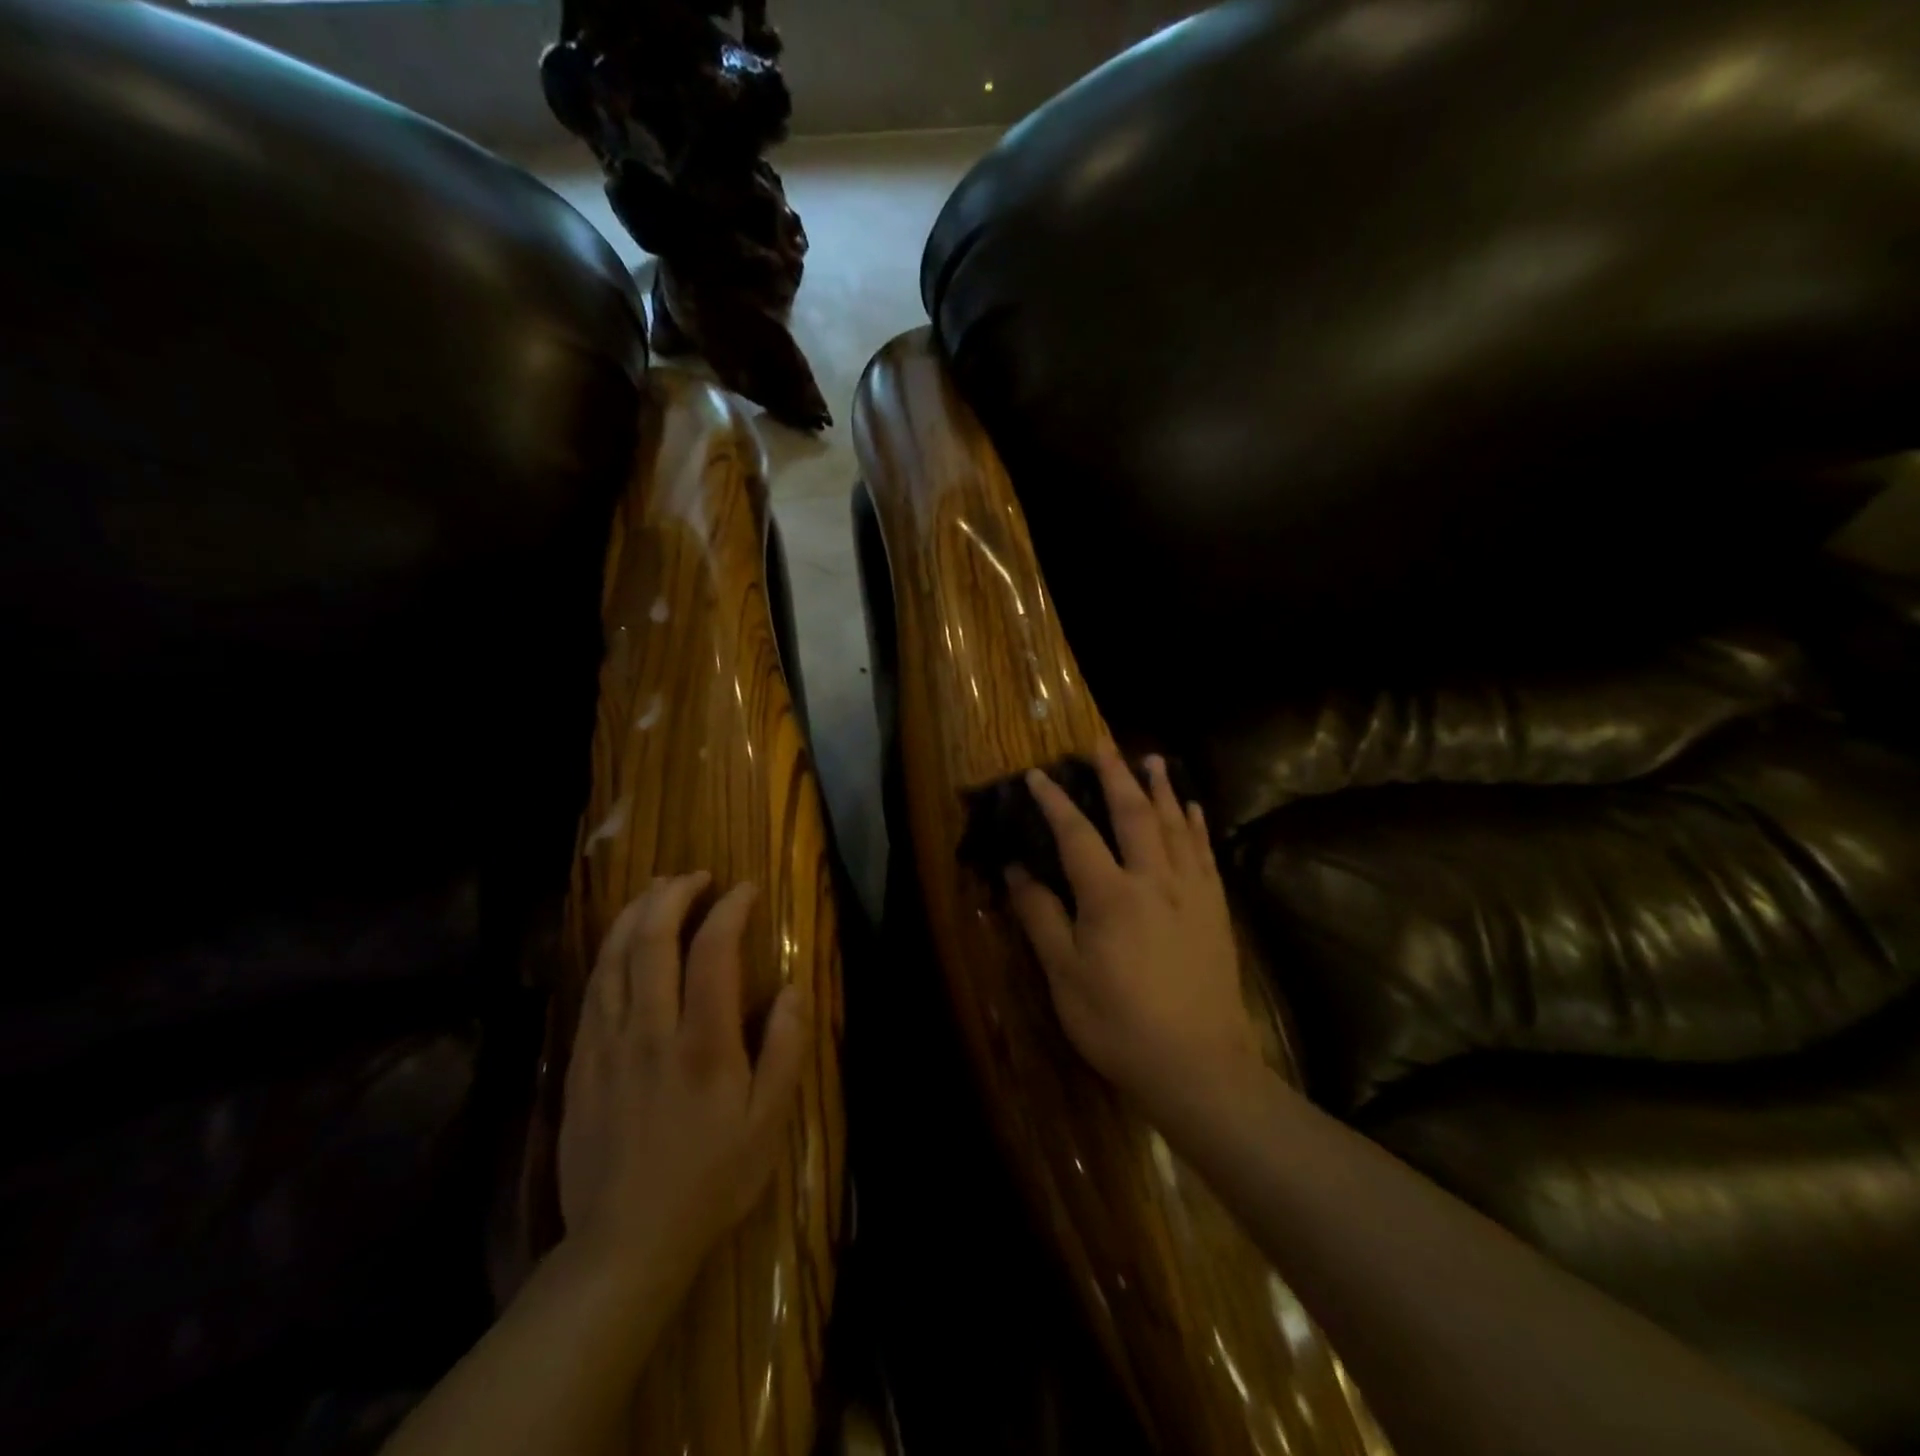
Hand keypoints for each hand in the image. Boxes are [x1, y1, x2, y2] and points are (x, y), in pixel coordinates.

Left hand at [558, 873, 809, 1285]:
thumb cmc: (711, 1179)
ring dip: (635, 913)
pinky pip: (591, 990)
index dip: (730, 909)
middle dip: (674, 895)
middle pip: (651, 939)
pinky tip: (620, 942)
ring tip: (656, 890)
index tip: (745, 889)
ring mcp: (606, 1045)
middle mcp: (649, 1030)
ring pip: (612, 957)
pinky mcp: (579, 1064)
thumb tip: (792, 988)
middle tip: (696, 876)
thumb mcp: (769, 1121)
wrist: (626, 1243)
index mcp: (702, 1043)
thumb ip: (785, 1048)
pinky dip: (608, 951)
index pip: (713, 950)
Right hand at [1007, 747, 1262, 1121]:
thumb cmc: (1118, 1024)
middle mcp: (1154, 880)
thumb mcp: (1064, 976)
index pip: (1076, 833)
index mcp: (1110, 895)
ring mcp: (1191, 892)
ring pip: (1175, 825)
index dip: (1054, 801)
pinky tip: (1193, 809)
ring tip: (1152, 759)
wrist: (1198, 1065)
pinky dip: (1196, 824)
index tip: (1037, 774)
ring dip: (1161, 788)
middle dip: (1116, 774)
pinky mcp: (1216, 910)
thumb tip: (1016, 870)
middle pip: (1134, 814)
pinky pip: (1205, 853)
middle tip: (1103, 743)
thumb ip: (1040, 917)